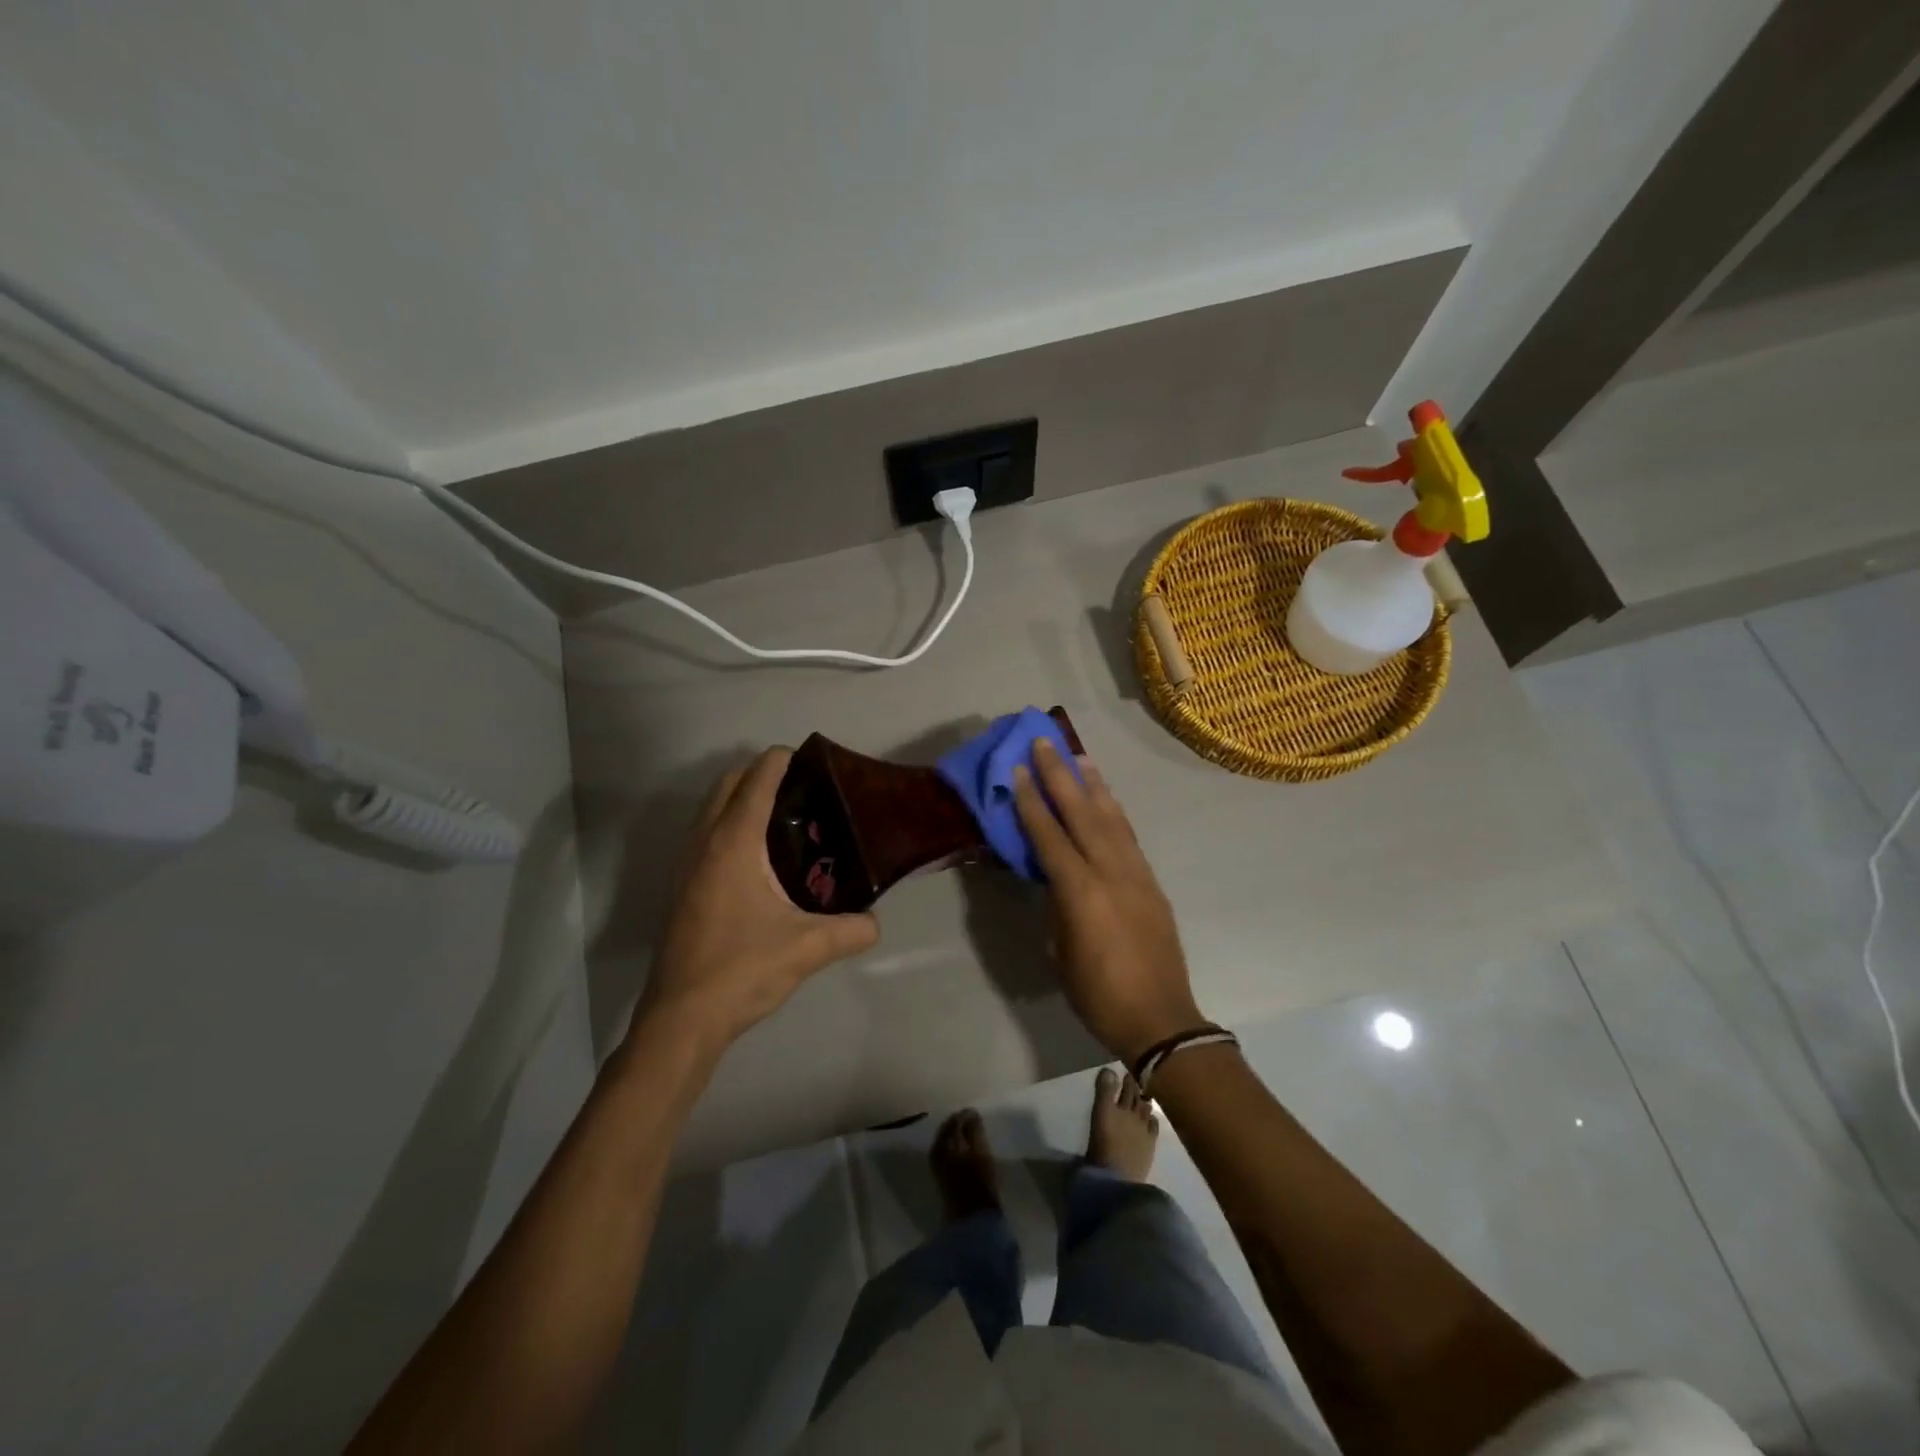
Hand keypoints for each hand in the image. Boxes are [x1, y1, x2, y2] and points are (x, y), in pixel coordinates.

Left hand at [636, 748, 879, 1048]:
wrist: (681, 1018)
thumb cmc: (742, 970)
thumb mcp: (808, 948)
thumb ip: (852, 929)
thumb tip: (876, 922)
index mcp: (734, 843)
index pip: (757, 779)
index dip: (782, 760)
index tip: (812, 760)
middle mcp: (704, 842)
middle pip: (728, 782)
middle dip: (761, 772)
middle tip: (803, 788)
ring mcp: (685, 863)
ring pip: (710, 806)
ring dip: (741, 796)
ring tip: (783, 816)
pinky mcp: (679, 885)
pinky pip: (704, 831)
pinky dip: (728, 821)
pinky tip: (757, 856)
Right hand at [1012, 739, 1206, 1060]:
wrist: (1160, 1017)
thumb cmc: (1098, 994)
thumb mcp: (1061, 952)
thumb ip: (1057, 907)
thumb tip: (1054, 880)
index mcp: (1080, 892)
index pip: (1049, 836)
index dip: (1031, 802)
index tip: (1019, 770)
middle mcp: (1110, 872)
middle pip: (1082, 814)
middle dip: (1060, 776)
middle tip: (1045, 743)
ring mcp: (1136, 874)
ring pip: (1111, 818)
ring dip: (1092, 785)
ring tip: (1078, 757)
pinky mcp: (1151, 882)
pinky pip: (1128, 836)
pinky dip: (1114, 811)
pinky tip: (1106, 799)